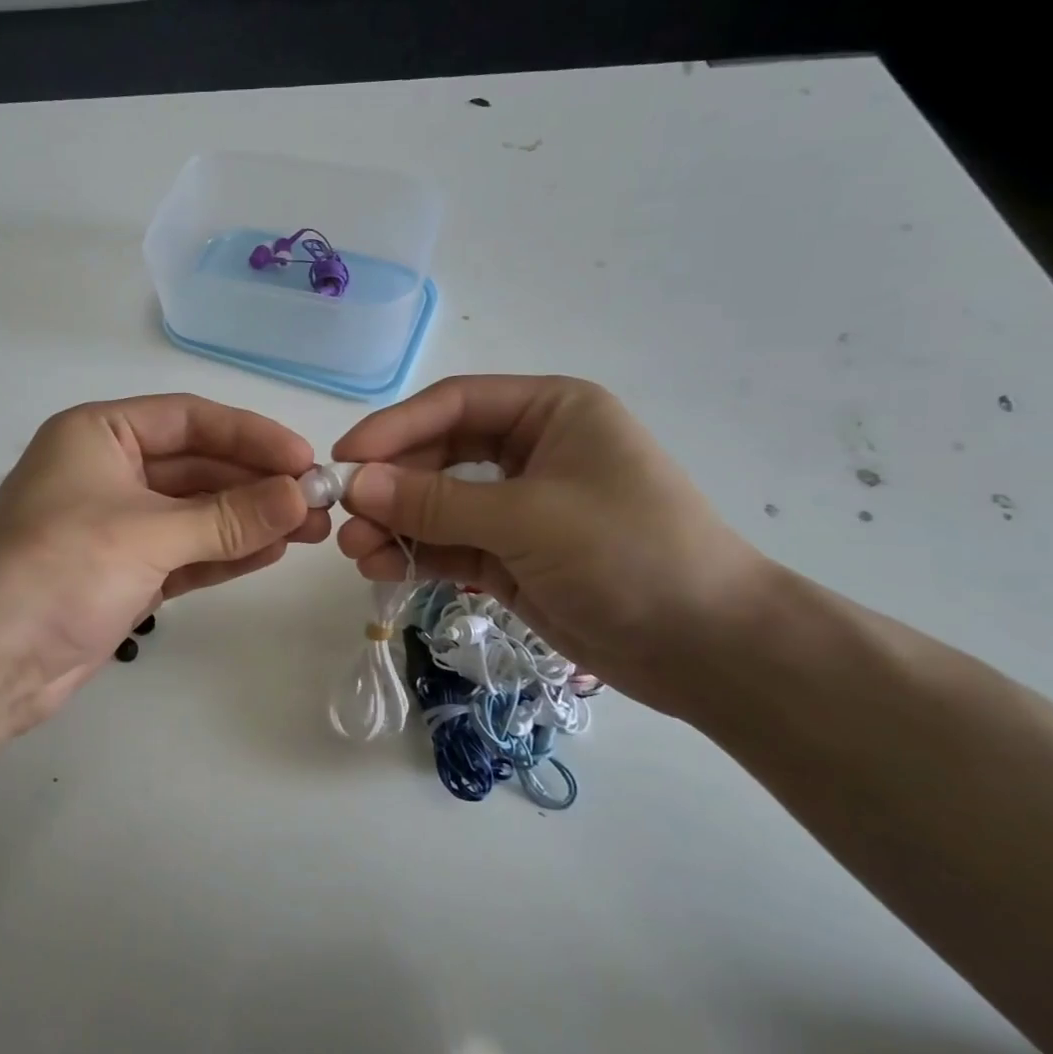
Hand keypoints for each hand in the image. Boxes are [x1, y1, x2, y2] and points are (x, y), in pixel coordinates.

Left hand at [0, 395, 328, 732]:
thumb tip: (301, 497)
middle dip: (256, 484)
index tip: (304, 459)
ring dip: (249, 519)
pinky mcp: (126, 571)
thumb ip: (227, 516)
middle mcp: (108, 470)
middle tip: (318, 502)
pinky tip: (272, 552)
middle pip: (197, 466)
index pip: (189, 420)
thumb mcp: (147, 534)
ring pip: (196, 512)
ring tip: (311, 530)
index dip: (250, 435)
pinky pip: (186, 551)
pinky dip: (225, 552)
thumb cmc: (58, 570)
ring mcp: (117, 524)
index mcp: (99, 434)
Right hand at [332, 375, 769, 709]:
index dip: (394, 428)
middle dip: (390, 484)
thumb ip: (436, 501)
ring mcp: (520, 507)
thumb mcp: (527, 518)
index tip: (343, 457)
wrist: (709, 649)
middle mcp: (532, 451)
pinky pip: (450, 544)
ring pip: (439, 504)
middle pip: (439, 454)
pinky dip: (415, 554)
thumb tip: (355, 484)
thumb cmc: (630, 554)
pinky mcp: (511, 556)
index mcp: (550, 412)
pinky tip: (381, 567)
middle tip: (342, 515)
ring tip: (355, 551)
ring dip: (395, 523)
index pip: (454, 404)